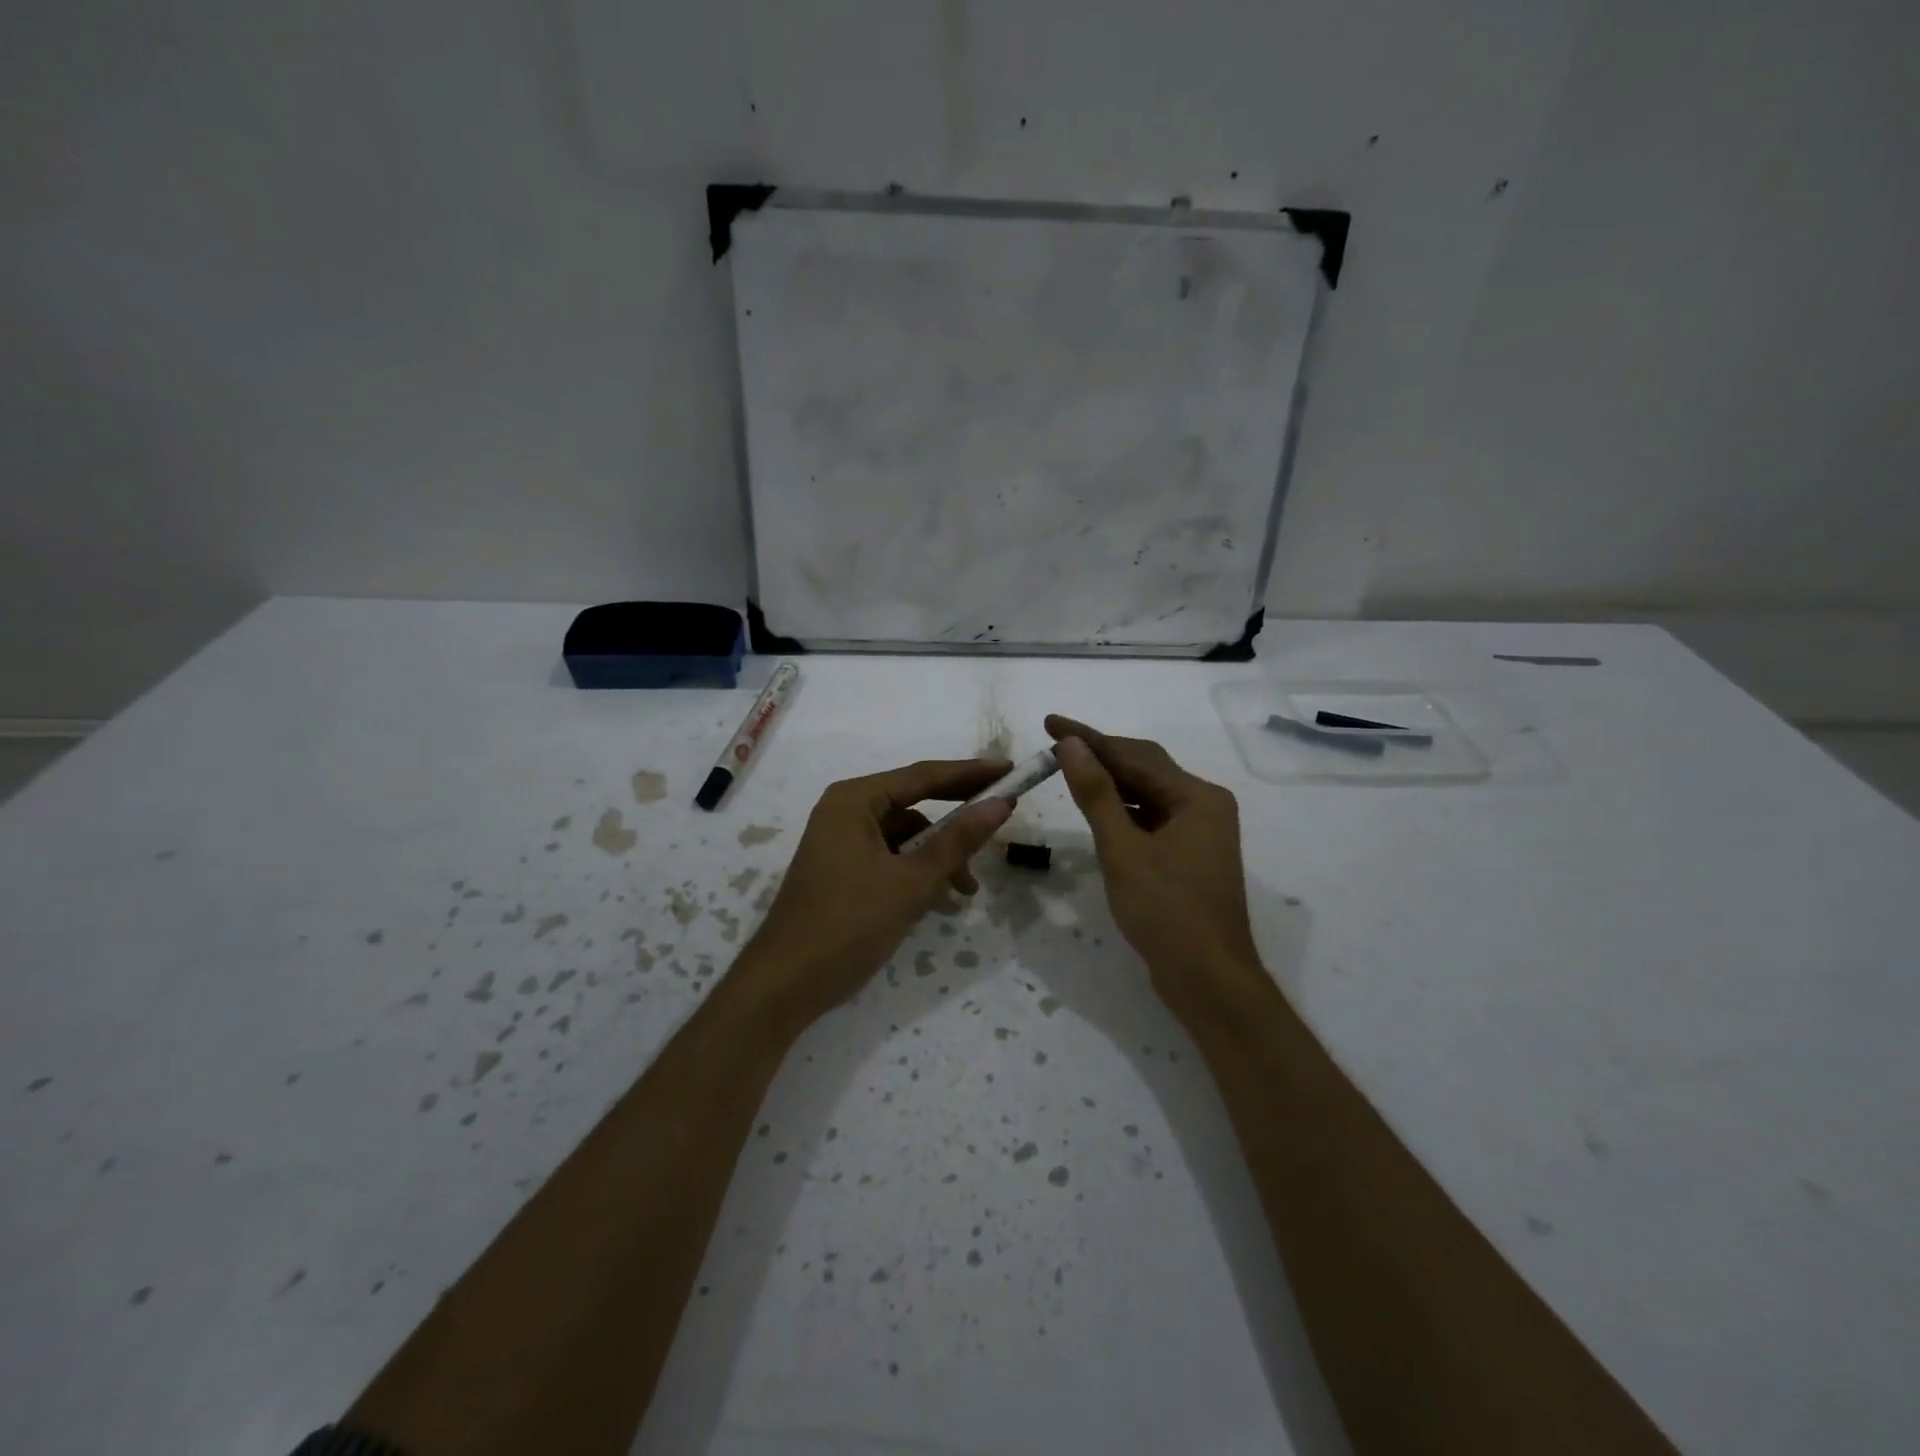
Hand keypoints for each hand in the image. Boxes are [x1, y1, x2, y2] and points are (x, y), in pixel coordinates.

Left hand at [733, 759, 1012, 1028]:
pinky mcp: (842, 870)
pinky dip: (917, 871)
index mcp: (855, 800)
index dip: (971, 774)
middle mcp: (845, 810)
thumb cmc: (848, 924)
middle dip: (957, 818)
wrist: (784, 984)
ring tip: (966, 889)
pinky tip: (940, 898)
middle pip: (914, 803)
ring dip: (939, 855)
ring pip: (905, 835)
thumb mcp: (911, 882)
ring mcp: (841, 841)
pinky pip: (890, 857)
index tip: (1010, 771)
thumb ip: (958, 841)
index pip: (924, 776)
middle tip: (1001, 819)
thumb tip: (1001, 804)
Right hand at [1045, 715, 1266, 1022]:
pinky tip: (1098, 808)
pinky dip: (1123, 810)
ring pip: (1148, 793)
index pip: (1132, 756)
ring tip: (1069, 769)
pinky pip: (1152, 817)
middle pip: (1145, 767)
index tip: (1049, 722)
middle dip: (1099, 754)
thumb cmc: (1166, 912)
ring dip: (1110, 782)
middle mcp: (1204, 805)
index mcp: (1197, 797)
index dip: (1088, 738)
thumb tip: (1070, 744)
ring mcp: (1200, 831)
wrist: (1208, 979)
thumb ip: (1096, 794)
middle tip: (1054, 743)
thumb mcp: (1123, 849)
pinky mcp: (1190, 854)